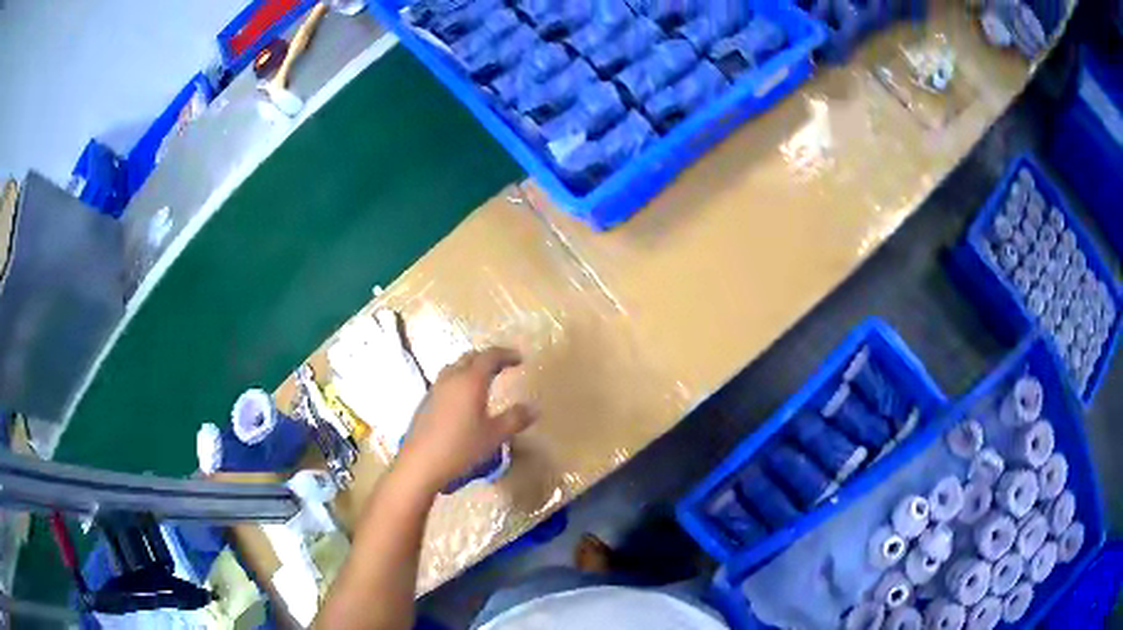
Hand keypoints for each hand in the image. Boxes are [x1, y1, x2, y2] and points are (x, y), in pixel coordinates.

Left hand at [393, 347, 535, 495]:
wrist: (421, 463)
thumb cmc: (461, 447)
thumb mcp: (494, 435)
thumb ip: (515, 419)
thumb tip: (533, 408)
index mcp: (471, 380)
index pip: (490, 356)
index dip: (506, 354)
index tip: (520, 358)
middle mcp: (452, 378)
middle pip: (470, 357)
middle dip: (488, 358)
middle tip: (504, 365)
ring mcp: (436, 388)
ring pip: (456, 367)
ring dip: (471, 367)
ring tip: (484, 379)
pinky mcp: (426, 401)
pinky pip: (446, 381)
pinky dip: (460, 380)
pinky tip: (464, 399)